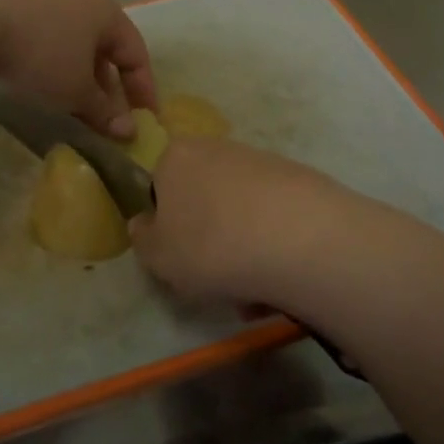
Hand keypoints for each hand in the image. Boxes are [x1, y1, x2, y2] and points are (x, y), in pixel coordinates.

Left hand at [0, 0, 155, 136]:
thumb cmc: (39, 50)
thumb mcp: (74, 89)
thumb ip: (103, 111)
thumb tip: (127, 131)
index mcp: (107, 12)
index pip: (136, 53)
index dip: (143, 89)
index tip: (144, 120)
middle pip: (104, 45)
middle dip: (106, 84)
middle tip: (102, 118)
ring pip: (73, 38)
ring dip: (77, 72)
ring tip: (67, 101)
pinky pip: (44, 31)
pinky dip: (49, 57)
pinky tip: (33, 76)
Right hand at [130, 137, 405, 312]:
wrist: (299, 239)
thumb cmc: (210, 245)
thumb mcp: (157, 256)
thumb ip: (142, 238)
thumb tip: (145, 223)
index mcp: (177, 157)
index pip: (161, 189)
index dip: (168, 227)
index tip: (180, 260)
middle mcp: (218, 149)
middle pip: (205, 202)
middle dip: (210, 244)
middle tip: (217, 284)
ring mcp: (263, 162)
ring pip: (241, 217)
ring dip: (243, 255)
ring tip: (255, 294)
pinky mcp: (301, 181)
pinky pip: (274, 222)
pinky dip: (273, 250)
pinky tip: (282, 282)